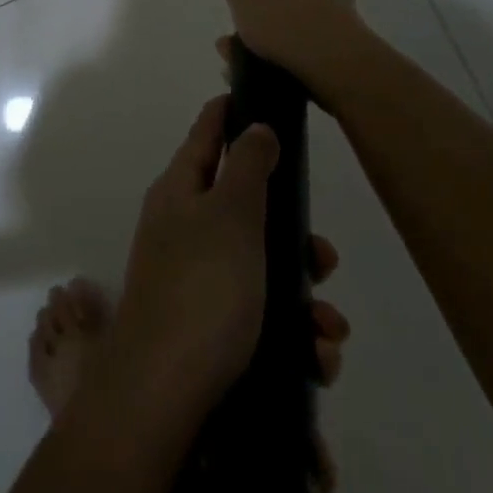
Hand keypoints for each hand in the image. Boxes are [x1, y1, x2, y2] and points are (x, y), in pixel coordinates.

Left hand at [97, 96, 349, 437]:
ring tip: (328, 328)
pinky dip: (294, 335)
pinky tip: (317, 358)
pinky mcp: (212, 331)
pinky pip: (262, 319)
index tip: (254, 97)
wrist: (165, 395)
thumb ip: (247, 166)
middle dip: (293, 235)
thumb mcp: (231, 214)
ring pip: (264, 271)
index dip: (227, 114)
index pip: (205, 136)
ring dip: (304, 297)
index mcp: (180, 192)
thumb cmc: (202, 287)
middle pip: (246, 211)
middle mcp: (184, 230)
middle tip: (324, 256)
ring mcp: (196, 282)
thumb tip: (254, 126)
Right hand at [217, 0, 374, 104]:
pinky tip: (253, 73)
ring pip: (295, 21)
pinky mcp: (342, 52)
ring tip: (235, 55)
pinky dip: (278, 57)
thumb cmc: (282, 14)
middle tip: (243, 16)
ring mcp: (338, 18)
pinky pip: (303, 50)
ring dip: (267, 35)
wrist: (332, 64)